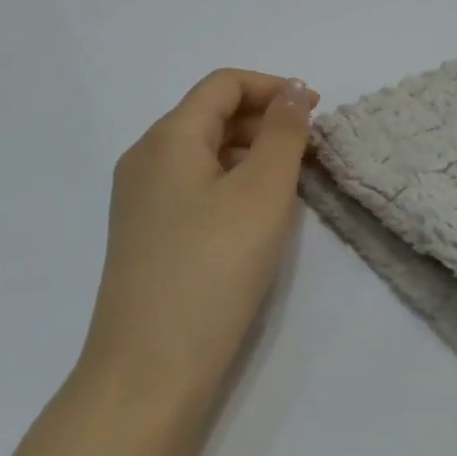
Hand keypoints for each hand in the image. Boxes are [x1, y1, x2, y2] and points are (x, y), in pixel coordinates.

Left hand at [80, 71, 316, 412]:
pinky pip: (194, 187)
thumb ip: (282, 134)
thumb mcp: (261, 193)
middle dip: (265, 120)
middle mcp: (146, 159)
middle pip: (211, 115)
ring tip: (293, 182)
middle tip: (312, 150)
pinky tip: (257, 215)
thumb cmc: (212, 269)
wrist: (148, 371)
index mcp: (168, 138)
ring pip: (204, 153)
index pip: (223, 84)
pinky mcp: (146, 235)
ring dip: (251, 153)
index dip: (272, 87)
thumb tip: (290, 90)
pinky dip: (231, 183)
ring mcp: (140, 200)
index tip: (316, 111)